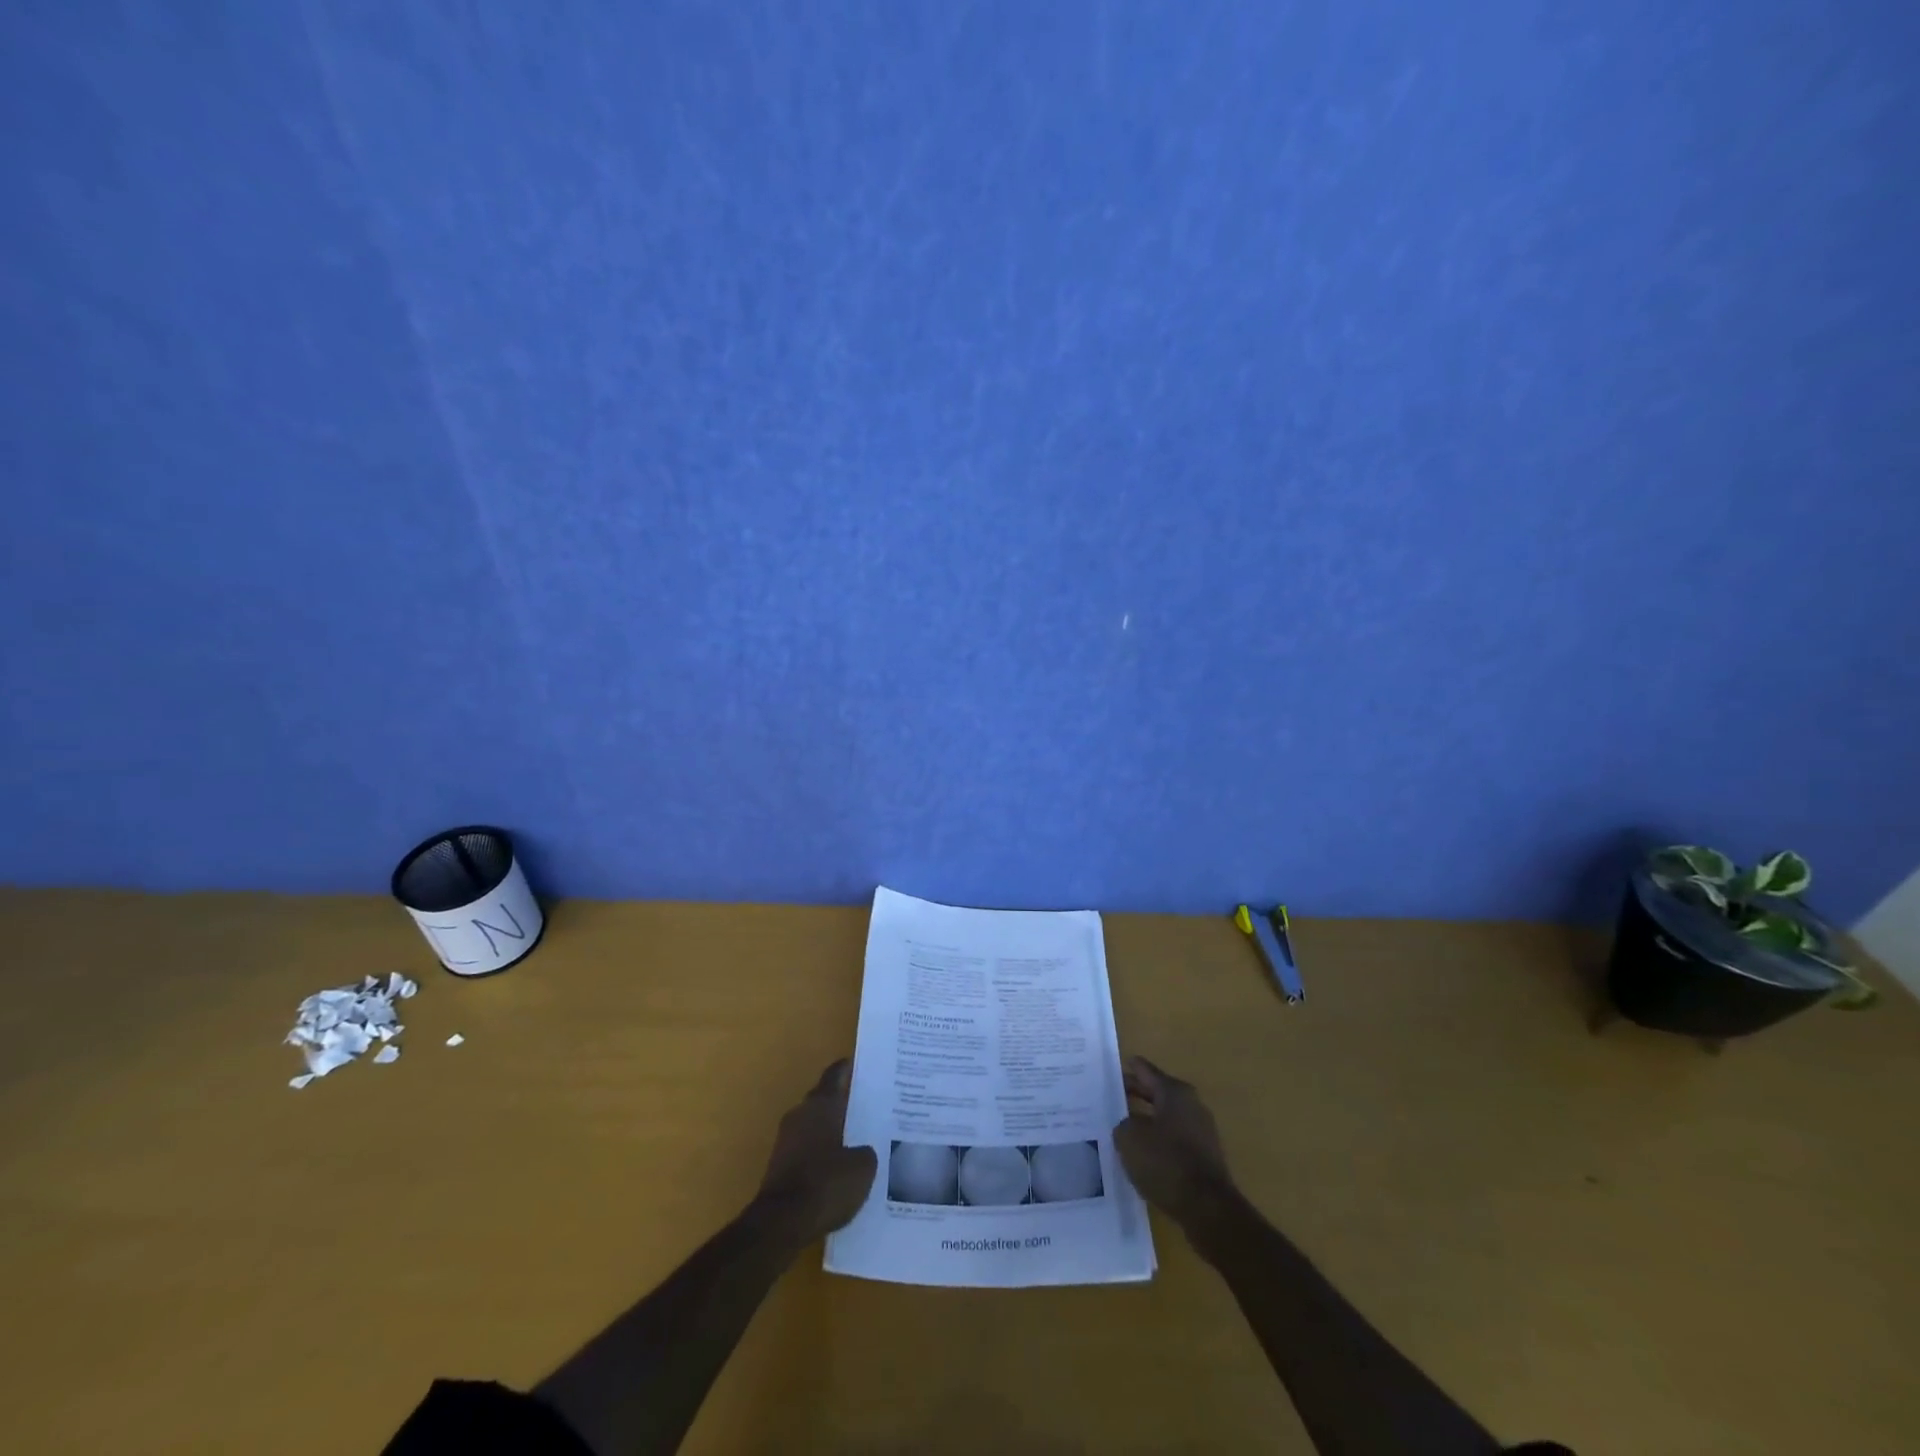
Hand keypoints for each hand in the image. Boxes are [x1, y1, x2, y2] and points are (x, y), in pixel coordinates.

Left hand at [756, 1059, 877, 1243]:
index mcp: (821, 1104)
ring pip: (813, 1126)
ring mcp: (786, 1140)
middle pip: (823, 1099)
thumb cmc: (826, 1184)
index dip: (848, 1069)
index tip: (861, 1066)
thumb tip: (862, 1151)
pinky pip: (805, 1150)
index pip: (835, 1075)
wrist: (780, 1223)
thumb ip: (866, 1152)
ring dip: (829, 1130)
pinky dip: (819, 1154)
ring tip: (855, 1140)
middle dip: (841, 1103)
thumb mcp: (863, 1168)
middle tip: (866, 1108)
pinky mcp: (778, 1166)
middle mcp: (800, 1114)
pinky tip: (836, 1169)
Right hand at [1114, 1056, 1236, 1227]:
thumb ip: (1122, 1123)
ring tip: (1118, 1129)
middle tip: (1106, 1098)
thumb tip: (1127, 1124)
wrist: (1208, 1210)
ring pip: (1163, 1118)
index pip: (1144, 1070)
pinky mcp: (1203, 1157)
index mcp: (1174, 1091)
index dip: (1124, 1069)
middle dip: (1132, 1094)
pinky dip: (1156, 1143)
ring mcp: (1200, 1131)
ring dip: (1144, 1121)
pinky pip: (1172, 1140)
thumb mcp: (1129, 1138)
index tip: (1105, 1071)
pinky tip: (1139, 1155)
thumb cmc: (1166, 1163)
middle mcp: (1190, 1104)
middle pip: (1154, 1092)